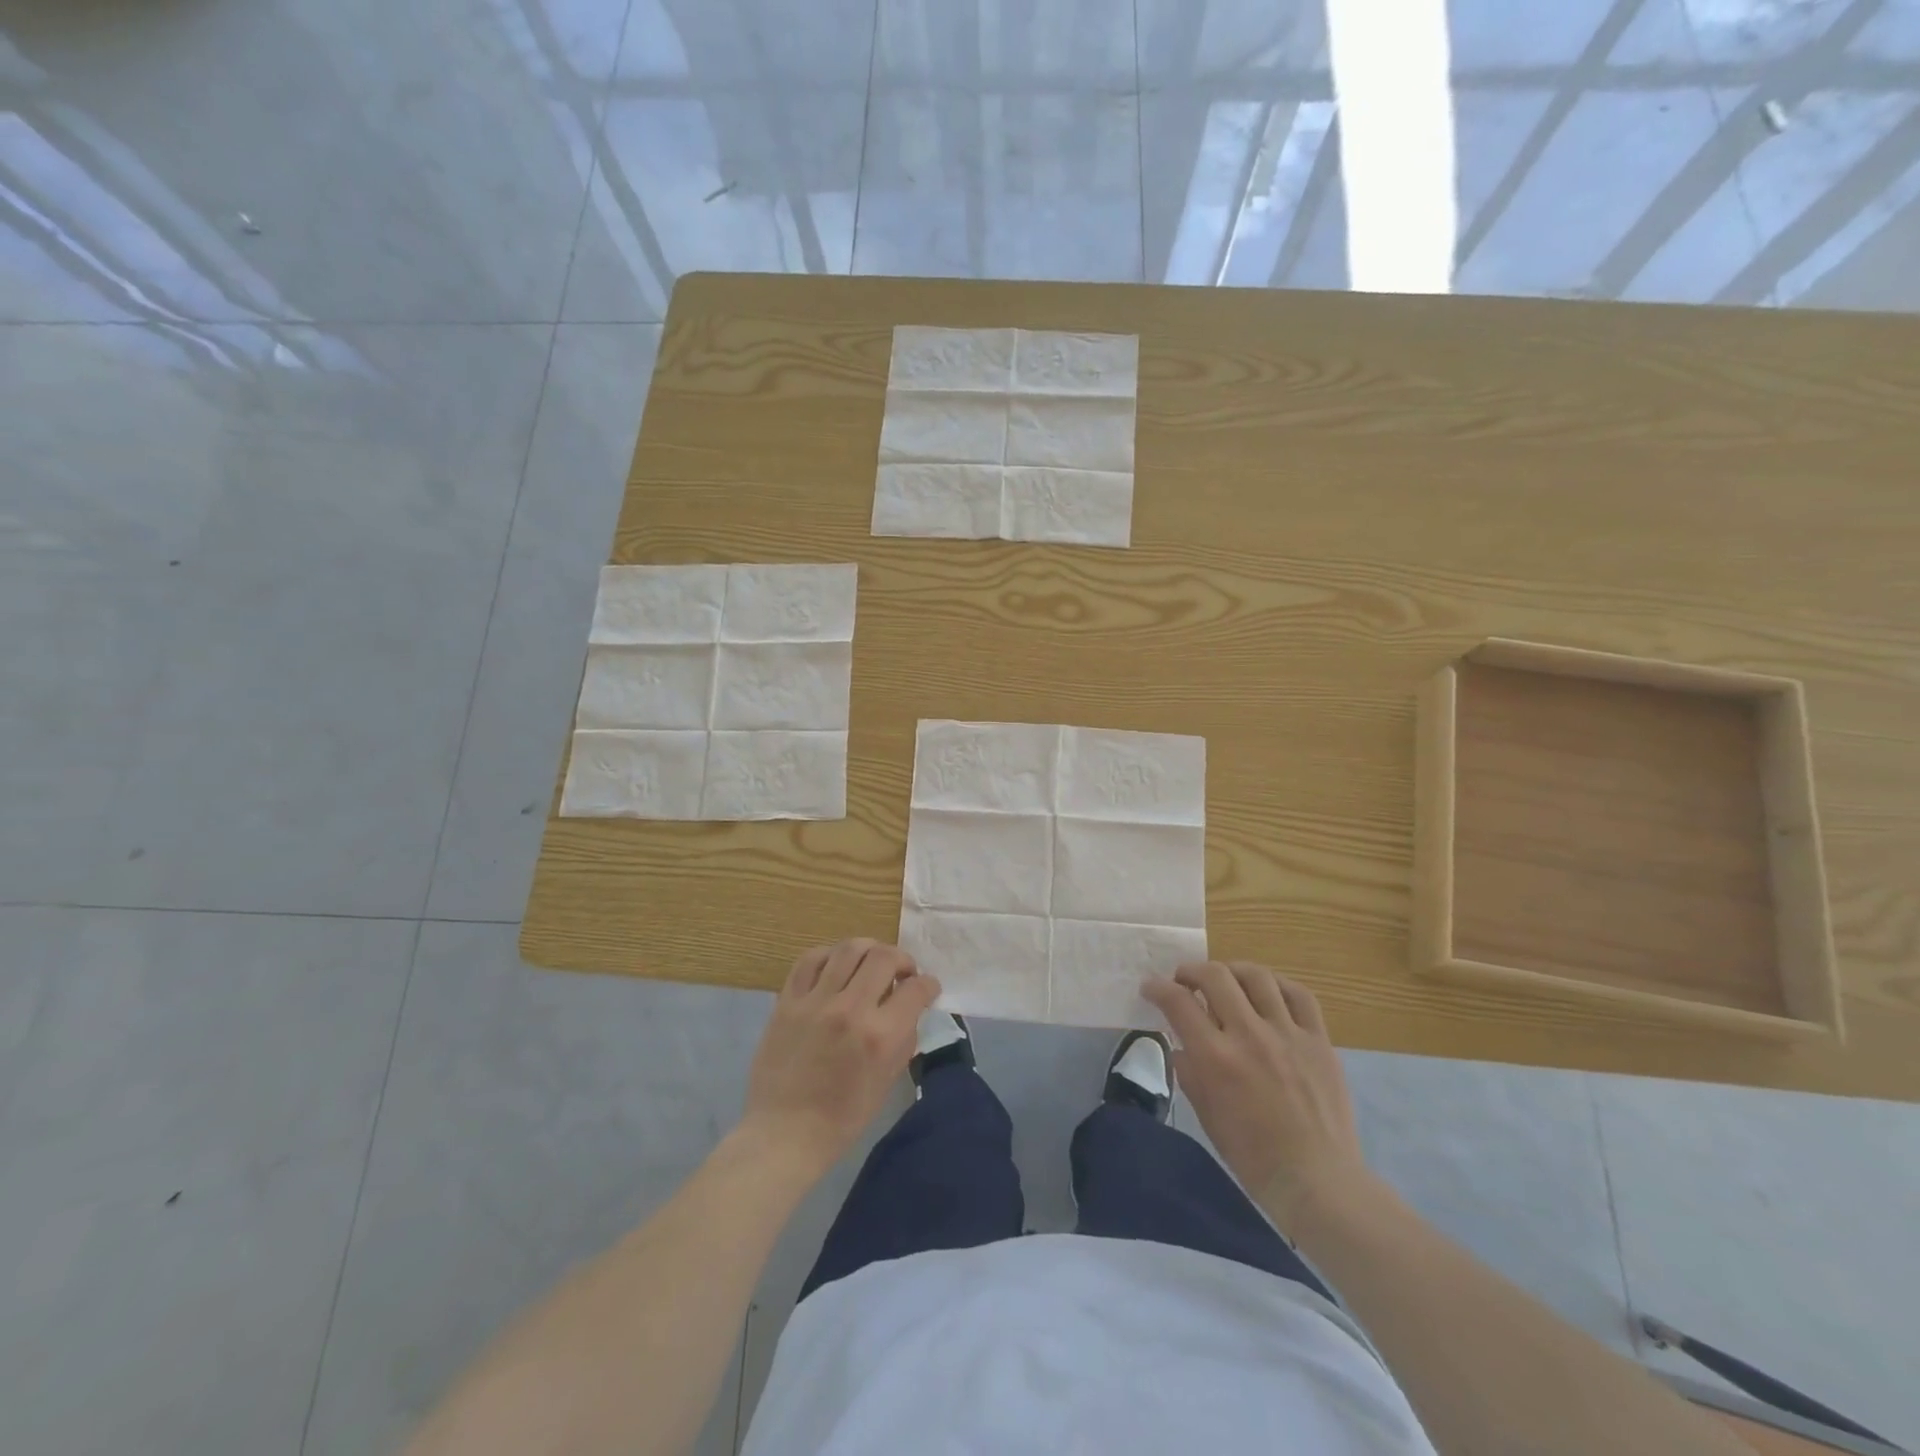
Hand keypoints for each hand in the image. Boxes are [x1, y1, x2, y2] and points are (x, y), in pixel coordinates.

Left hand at [741, 939, 940, 1177]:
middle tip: (901, 973)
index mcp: (879, 1036)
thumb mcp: (888, 1080)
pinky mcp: (787, 1001)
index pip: (916, 989)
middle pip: (884, 956)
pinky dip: (830, 955)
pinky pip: (810, 959)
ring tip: (871, 963)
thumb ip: (903, 1038)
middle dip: (902, 959)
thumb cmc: (843, 1117)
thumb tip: (910, 1008)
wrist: (784, 1132)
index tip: (927, 988)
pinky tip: (836, 966)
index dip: (929, 985)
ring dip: (868, 950)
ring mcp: (815, 1001)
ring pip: (848, 949)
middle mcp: (850, 1009)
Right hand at [1143, 961, 1375, 1231]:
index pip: (1178, 1002)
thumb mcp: (1205, 1115)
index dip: (1157, 988)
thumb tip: (1183, 1044)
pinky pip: (1299, 995)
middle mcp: (1250, 1036)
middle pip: (1215, 976)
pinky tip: (1268, 992)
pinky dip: (1277, 985)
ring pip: (1257, 976)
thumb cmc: (1252, 1156)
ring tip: (1225, 979)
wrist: (1318, 1180)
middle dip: (1191, 971)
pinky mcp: (1319, 1041)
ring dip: (1232, 970)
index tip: (1150, 988)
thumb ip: (1189, 1071)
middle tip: (1184, 980)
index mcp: (1217, 1058)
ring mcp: (1288, 1034)